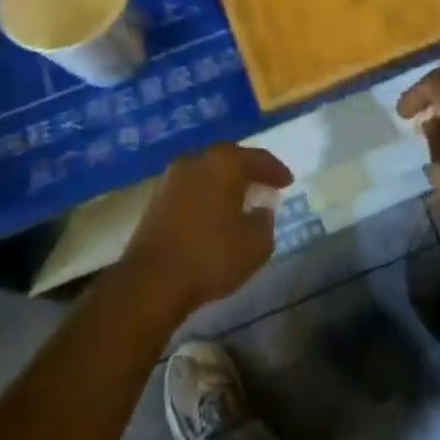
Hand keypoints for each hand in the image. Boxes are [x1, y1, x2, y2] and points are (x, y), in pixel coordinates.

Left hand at [120, 143, 293, 317]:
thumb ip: (265, 222)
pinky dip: (207, 196)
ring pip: (208, 174)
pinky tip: (214, 214)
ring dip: (225, 184)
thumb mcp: (255, 245)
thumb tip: (261, 210)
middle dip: (249, 173)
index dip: (276, 171)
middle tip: (265, 186)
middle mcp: (197, 160)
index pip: (258, 158)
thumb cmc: (210, 256)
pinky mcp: (156, 199)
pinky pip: (191, 189)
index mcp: (224, 162)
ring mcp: (172, 178)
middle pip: (230, 160)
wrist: (151, 281)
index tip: (289, 182)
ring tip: (241, 201)